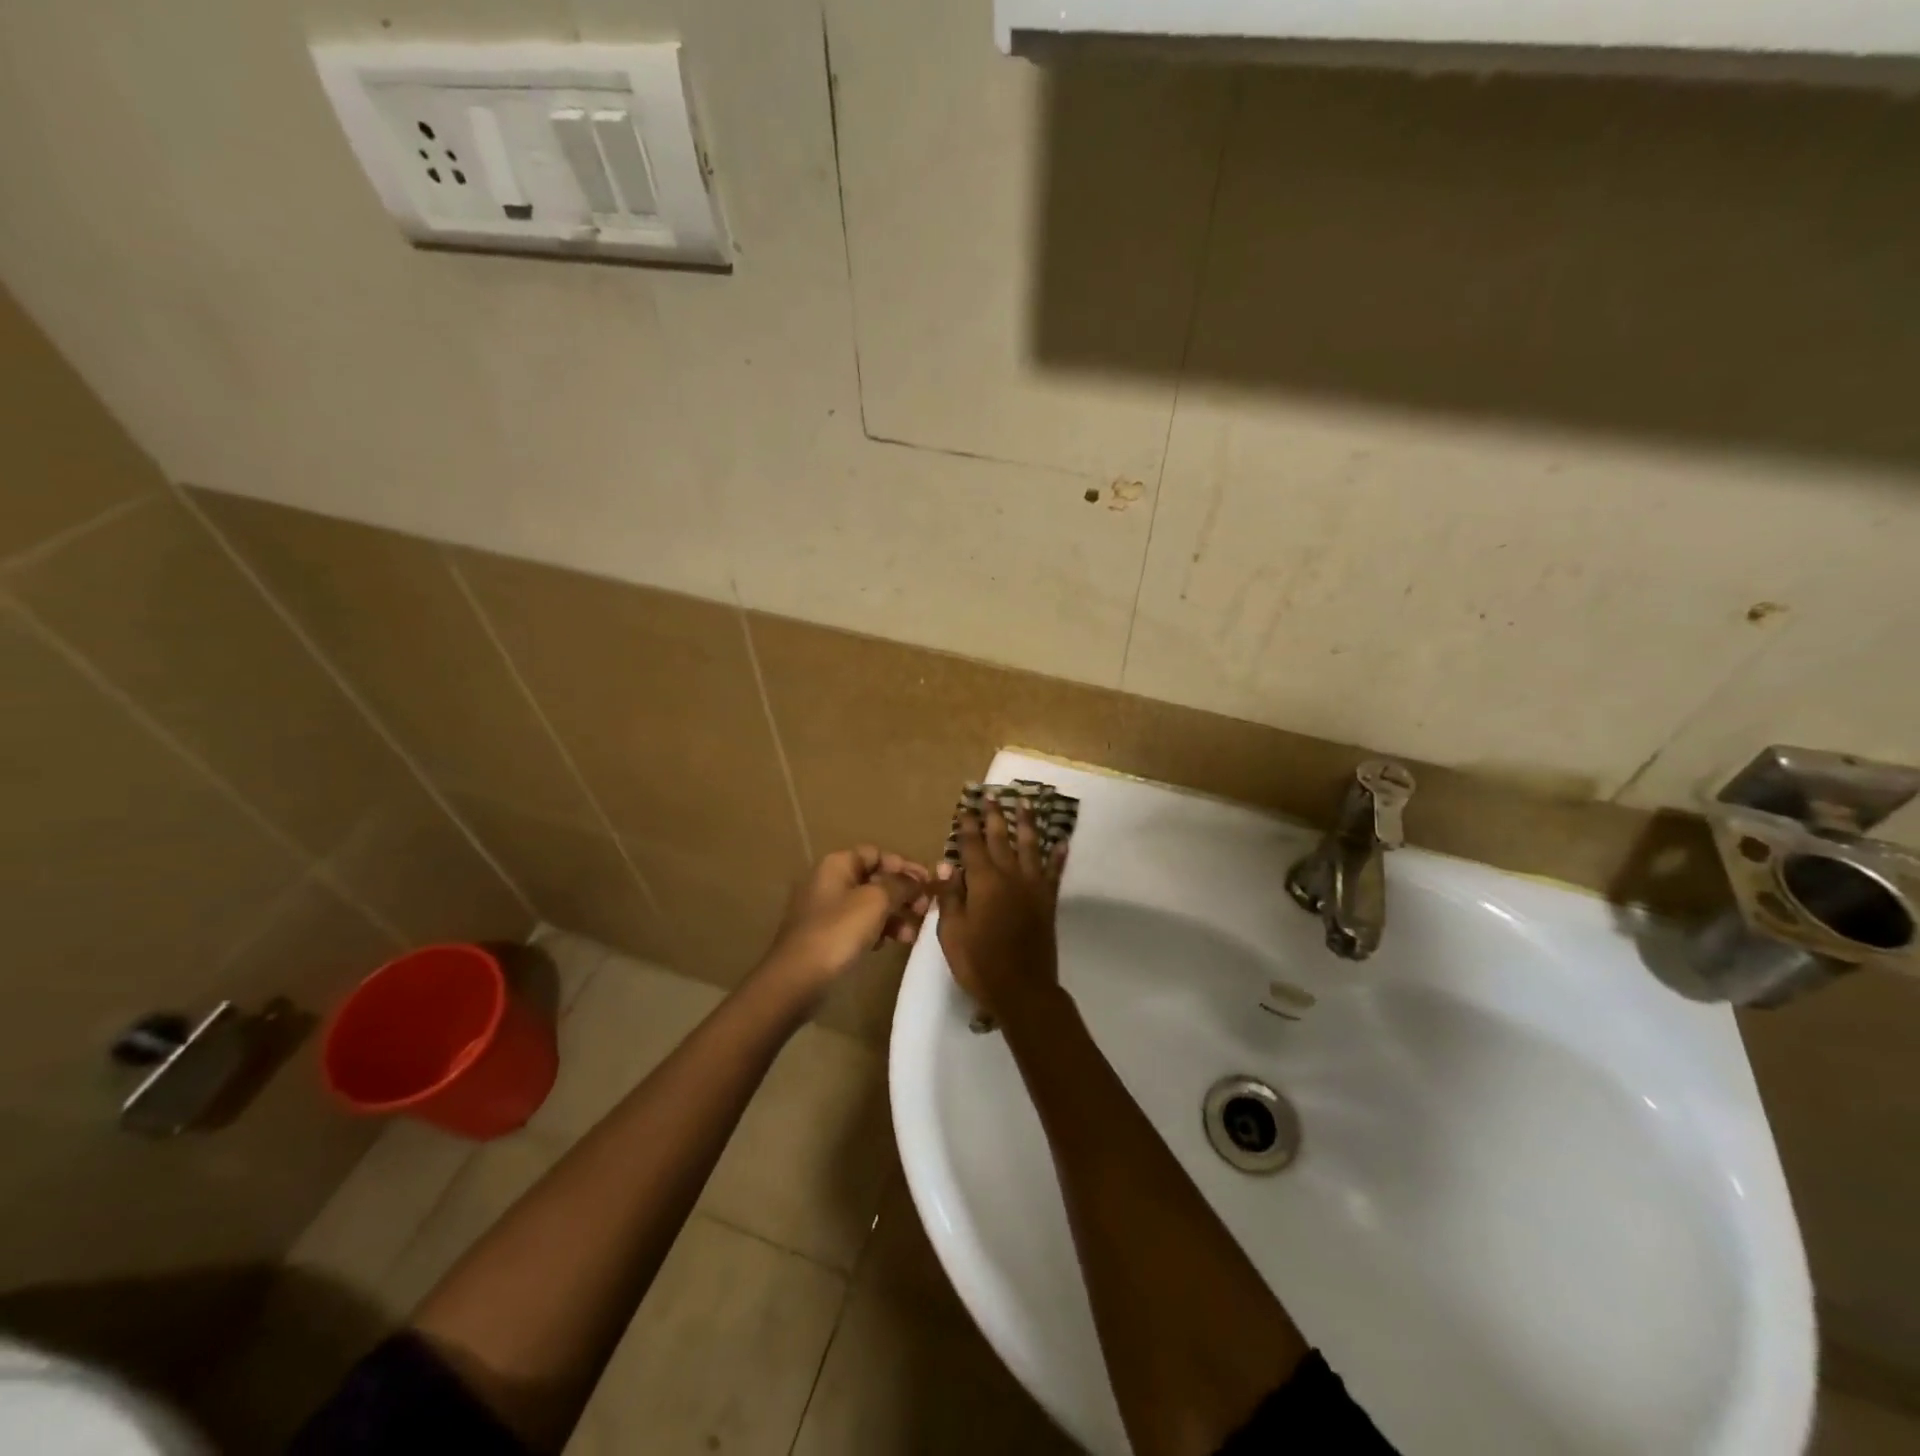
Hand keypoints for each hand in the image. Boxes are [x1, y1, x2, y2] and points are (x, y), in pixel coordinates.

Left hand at [759, 847, 931, 1004]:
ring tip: (912, 934)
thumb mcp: (876, 902)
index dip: (904, 866)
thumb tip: (916, 880)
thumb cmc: (838, 932)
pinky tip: (892, 943)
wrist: (797, 979)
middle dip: (903, 893)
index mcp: (838, 864)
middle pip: (875, 879)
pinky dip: (879, 930)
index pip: (878, 854)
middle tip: (925, 910)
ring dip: (895, 915)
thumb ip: (901, 885)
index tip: (929, 883)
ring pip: (870, 904)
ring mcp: (827, 910)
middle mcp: (830, 881)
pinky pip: (860, 925)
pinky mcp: (827, 935)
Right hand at [935, 802, 1064, 1018]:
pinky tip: (1062, 841)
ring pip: (1030, 846)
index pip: (972, 846)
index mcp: (983, 882)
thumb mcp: (952, 933)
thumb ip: (950, 897)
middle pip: (1001, 838)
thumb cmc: (979, 963)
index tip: (965, 808)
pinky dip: (1058, 855)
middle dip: (995, 815)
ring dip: (1027, 823)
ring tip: (1025, 803)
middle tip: (992, 794)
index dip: (967, 826)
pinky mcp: (1048, 901)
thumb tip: (947, 866)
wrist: (1022, 989)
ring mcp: (1032, 887)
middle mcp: (1009, 876)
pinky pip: (1054, 871)